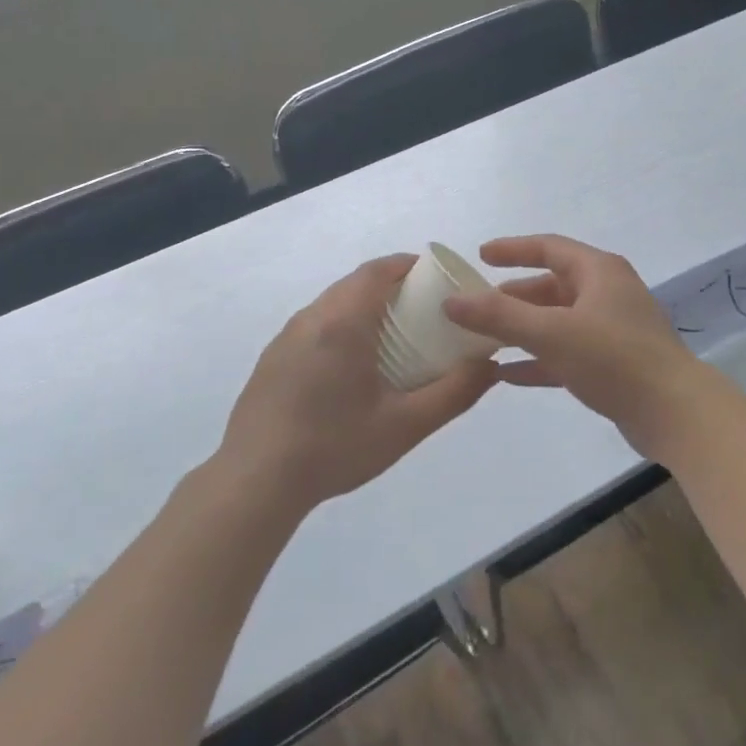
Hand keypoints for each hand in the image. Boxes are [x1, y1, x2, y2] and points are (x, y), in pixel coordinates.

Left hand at [220, 255, 497, 512]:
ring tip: (390, 336)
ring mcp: (285, 338)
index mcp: (343, 323)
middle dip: (389, 286)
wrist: (255, 481)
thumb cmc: (335, 447)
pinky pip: (313, 326)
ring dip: (362, 306)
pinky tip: (349, 367)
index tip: (433, 275)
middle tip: (421, 309)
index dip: (406, 264)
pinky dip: (339, 327)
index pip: (376, 271)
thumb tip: (490, 366)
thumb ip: (454, 392)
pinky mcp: (271, 359)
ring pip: (331, 304)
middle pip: (354, 284)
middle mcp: (311, 318)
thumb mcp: (406, 425)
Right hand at [442, 235, 723, 454]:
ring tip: (484, 340)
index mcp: (598, 272)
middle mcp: (606, 293)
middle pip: (551, 286)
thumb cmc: (613, 358)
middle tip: (476, 307)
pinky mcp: (612, 363)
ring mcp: (611, 330)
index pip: (548, 247)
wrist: (674, 412)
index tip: (480, 256)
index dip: (512, 249)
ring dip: (522, 329)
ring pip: (557, 321)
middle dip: (512, 297)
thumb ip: (499, 316)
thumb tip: (451, 301)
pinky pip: (566, 352)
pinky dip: (538, 358)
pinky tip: (507, 374)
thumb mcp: (551, 332)